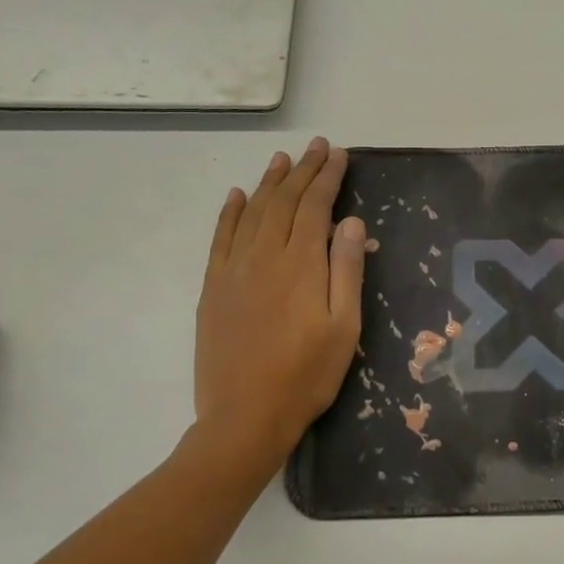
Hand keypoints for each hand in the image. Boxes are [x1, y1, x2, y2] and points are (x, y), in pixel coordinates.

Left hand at [194, 139, 365, 466]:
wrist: (244, 417)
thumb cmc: (306, 376)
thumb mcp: (344, 327)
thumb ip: (347, 270)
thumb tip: (351, 223)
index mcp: (300, 265)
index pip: (315, 207)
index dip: (328, 178)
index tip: (340, 155)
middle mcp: (263, 257)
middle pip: (284, 202)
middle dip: (303, 171)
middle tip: (317, 146)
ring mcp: (232, 271)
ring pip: (252, 213)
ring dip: (269, 183)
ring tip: (283, 160)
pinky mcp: (212, 289)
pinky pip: (220, 239)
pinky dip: (229, 213)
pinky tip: (237, 197)